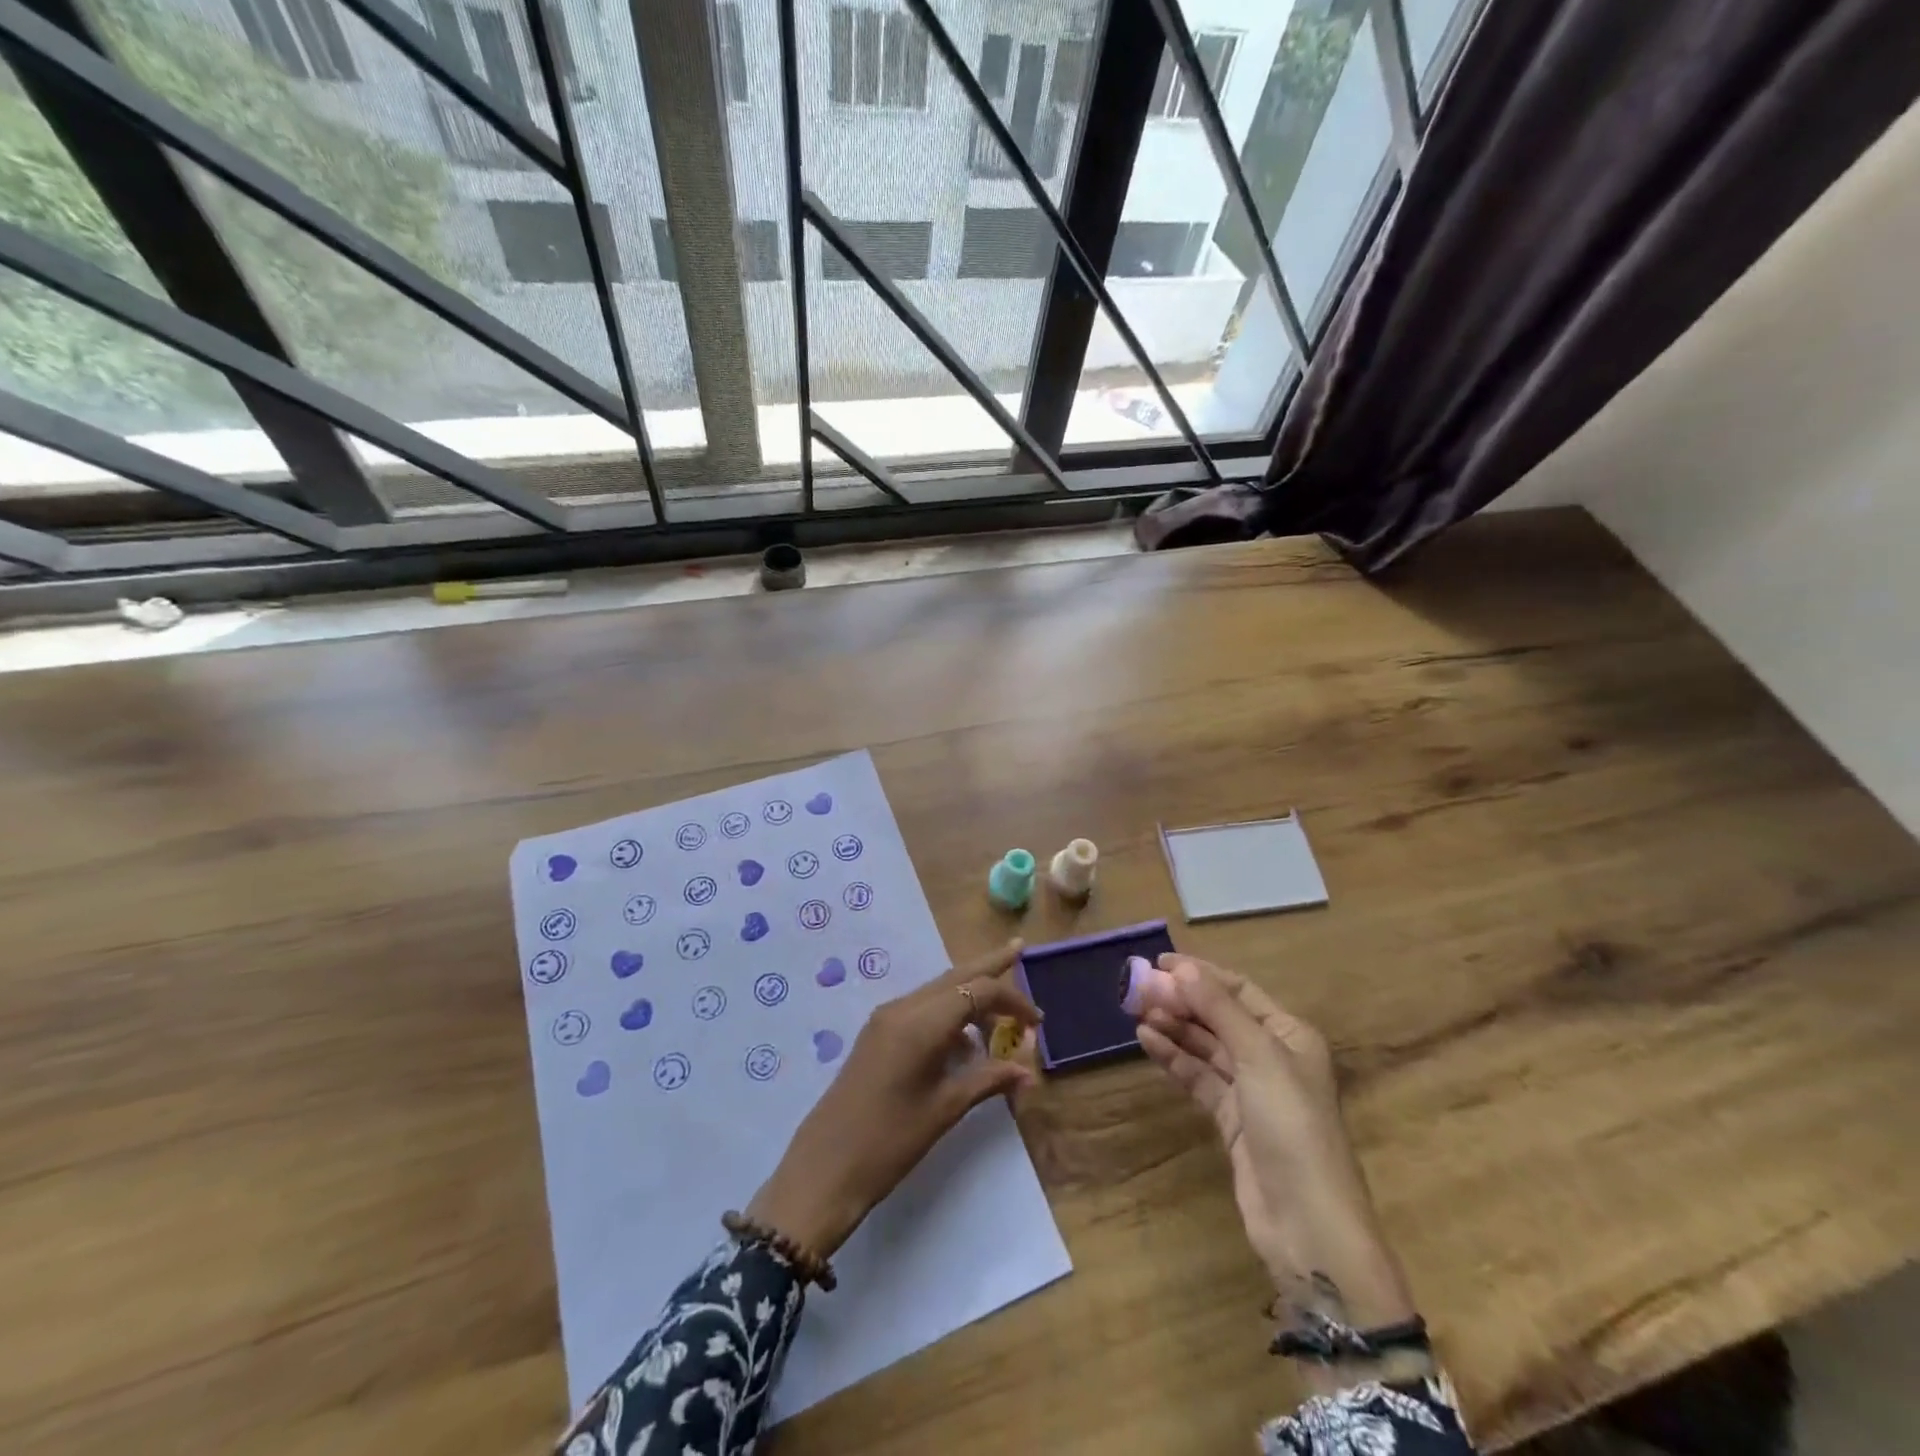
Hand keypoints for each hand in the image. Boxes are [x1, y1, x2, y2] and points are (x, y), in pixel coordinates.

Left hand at [746, 939, 1039, 1257]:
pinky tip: (965, 1039)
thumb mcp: (945, 1110)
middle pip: (955, 975)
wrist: (823, 1170)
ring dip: (970, 992)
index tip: (1038, 1023)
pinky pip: (922, 1008)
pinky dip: (949, 1012)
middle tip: (1019, 947)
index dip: (1012, 1000)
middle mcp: (902, 1008)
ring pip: (937, 990)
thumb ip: (988, 1080)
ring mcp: (886, 1019)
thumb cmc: (890, 1142)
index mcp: (921, 1022)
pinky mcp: (877, 1034)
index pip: (977, 991)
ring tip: (1002, 1009)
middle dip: (989, 964)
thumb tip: (1028, 1071)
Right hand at [1136, 956, 1415, 1335]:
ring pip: (1205, 1047)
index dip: (1200, 973)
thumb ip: (1218, 1009)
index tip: (1158, 963)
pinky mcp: (1232, 1120)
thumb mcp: (1258, 1057)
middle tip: (1137, 990)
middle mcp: (1272, 1057)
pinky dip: (1174, 1059)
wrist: (1308, 1224)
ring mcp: (1251, 1090)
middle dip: (1181, 1001)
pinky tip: (1147, 1042)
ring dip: (1174, 1027)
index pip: (1238, 990)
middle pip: (1219, 1017)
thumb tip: (1181, 968)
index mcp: (1290, 1035)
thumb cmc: (1291, 1126)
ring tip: (1136, 1012)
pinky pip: (1199, 1077)